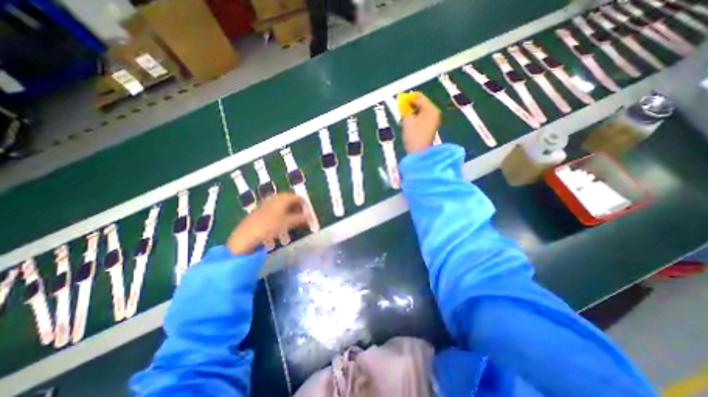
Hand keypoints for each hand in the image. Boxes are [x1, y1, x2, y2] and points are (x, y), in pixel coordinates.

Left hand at [225, 192, 304, 253]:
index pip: (298, 197)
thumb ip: (300, 219)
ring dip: (290, 212)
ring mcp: (267, 203)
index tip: (308, 215)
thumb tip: (309, 217)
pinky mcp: (261, 210)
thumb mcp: (288, 223)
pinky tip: (281, 224)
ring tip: (293, 223)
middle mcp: (275, 197)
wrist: (246, 235)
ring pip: (283, 205)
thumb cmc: (270, 226)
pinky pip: (276, 209)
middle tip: (302, 219)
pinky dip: (282, 214)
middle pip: (290, 200)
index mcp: (283, 198)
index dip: (305, 205)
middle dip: (298, 209)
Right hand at [400, 93, 439, 153]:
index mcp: (431, 109)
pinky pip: (421, 118)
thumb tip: (402, 102)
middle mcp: (434, 113)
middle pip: (420, 103)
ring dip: (411, 112)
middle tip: (400, 111)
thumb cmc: (413, 137)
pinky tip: (408, 124)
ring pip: (420, 111)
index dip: (407, 98)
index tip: (398, 102)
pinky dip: (414, 118)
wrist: (419, 154)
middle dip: (409, 105)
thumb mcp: (407, 121)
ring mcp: (433, 120)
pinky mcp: (430, 127)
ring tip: (403, 119)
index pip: (419, 97)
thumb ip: (404, 109)